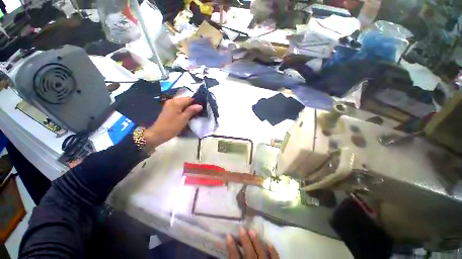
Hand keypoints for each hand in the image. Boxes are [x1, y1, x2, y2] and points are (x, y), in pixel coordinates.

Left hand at [144, 97, 201, 148]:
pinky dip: (183, 110)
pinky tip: (186, 115)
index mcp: (176, 102)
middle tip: (198, 113)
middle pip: (185, 100)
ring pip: (182, 104)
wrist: (158, 134)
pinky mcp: (168, 109)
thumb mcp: (184, 119)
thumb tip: (200, 105)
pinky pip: (178, 106)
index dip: (196, 103)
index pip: (189, 98)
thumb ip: (192, 111)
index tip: (201, 109)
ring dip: (188, 108)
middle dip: (192, 105)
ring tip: (193, 115)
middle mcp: (172, 101)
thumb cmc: (172, 127)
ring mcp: (169, 104)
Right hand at [227, 227, 278, 258]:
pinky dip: (272, 252)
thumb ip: (233, 258)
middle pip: (249, 254)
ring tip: (252, 230)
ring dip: (257, 242)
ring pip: (261, 254)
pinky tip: (269, 243)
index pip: (235, 258)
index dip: (231, 246)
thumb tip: (228, 244)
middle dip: (245, 240)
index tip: (228, 234)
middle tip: (241, 228)